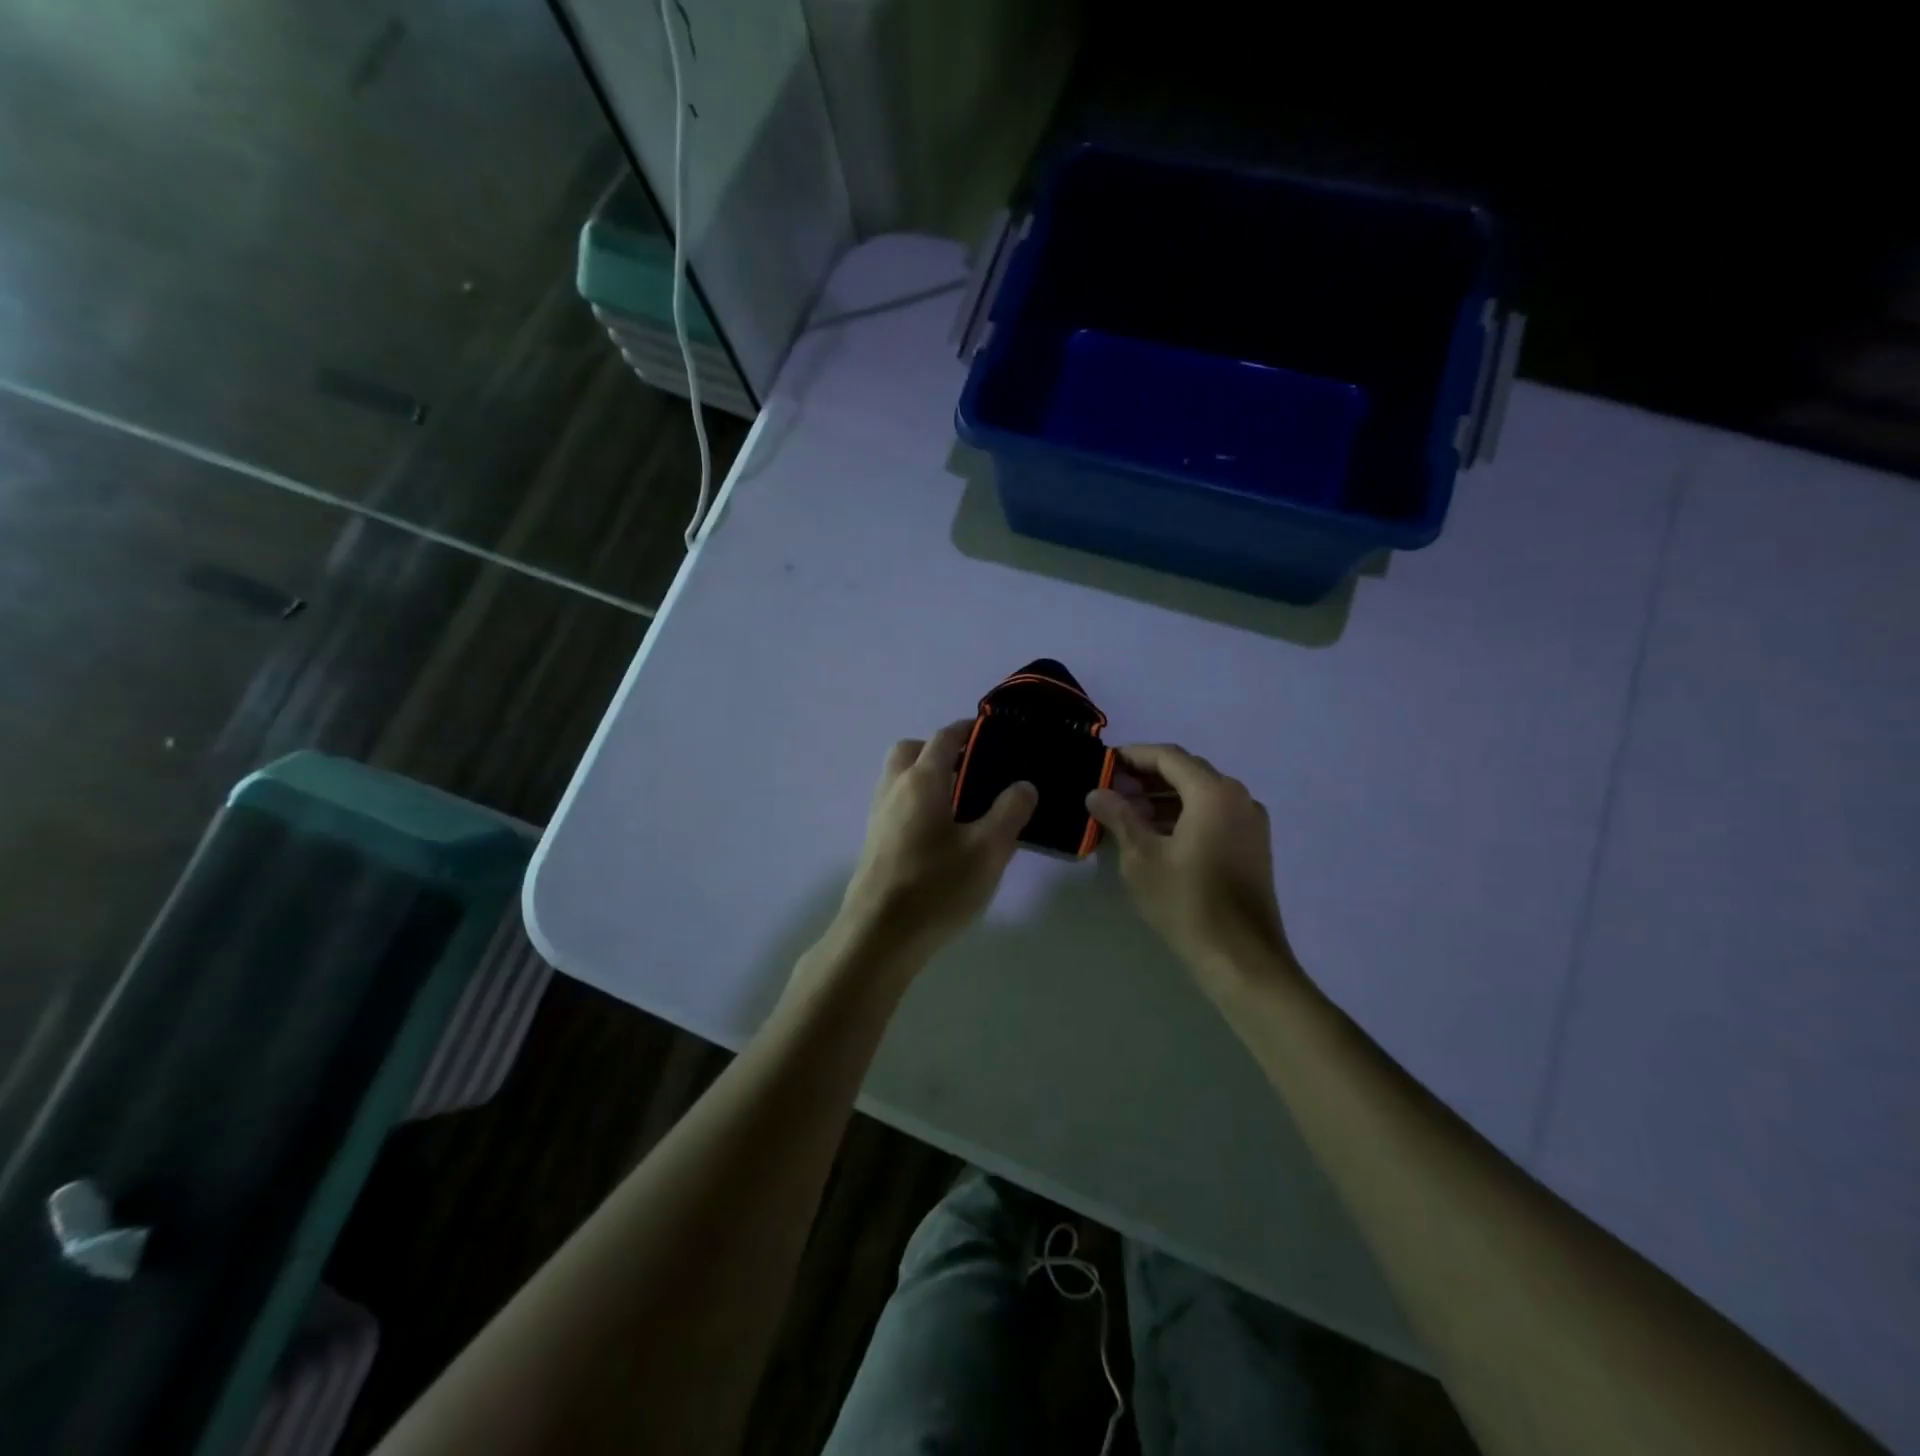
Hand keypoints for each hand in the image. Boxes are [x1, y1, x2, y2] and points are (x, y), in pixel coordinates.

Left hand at [836, 721, 1037, 965]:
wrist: (878, 936)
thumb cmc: (936, 887)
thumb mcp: (988, 850)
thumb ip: (1010, 812)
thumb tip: (1023, 785)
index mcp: (921, 781)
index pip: (945, 738)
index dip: (968, 730)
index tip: (992, 732)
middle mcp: (894, 790)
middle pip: (910, 751)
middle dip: (939, 749)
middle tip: (971, 769)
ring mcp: (878, 817)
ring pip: (898, 778)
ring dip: (925, 776)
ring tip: (961, 803)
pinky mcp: (874, 843)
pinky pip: (896, 804)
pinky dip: (916, 802)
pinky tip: (940, 833)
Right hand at [1086, 744, 1298, 992]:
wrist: (1240, 957)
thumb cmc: (1186, 901)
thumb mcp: (1141, 857)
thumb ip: (1119, 816)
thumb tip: (1096, 792)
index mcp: (1214, 793)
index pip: (1168, 757)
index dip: (1133, 755)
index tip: (1104, 763)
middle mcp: (1238, 797)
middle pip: (1188, 771)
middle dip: (1148, 776)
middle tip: (1112, 788)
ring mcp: (1251, 822)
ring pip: (1202, 794)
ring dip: (1165, 796)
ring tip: (1129, 812)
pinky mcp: (1253, 845)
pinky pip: (1215, 814)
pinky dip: (1185, 813)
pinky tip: (1158, 833)